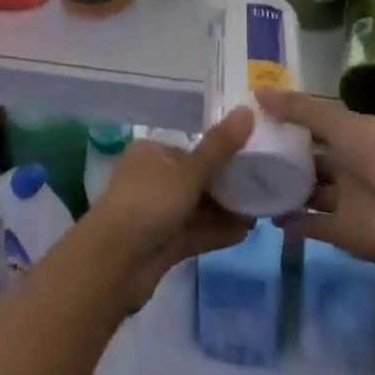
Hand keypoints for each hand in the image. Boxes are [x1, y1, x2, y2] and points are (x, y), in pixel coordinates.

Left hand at [85, 107, 255, 308]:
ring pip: (195, 208)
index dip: (220, 155)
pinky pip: (193, 232)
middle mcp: (151, 180)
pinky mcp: (161, 245)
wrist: (113, 264)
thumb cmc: (149, 203)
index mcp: (151, 153)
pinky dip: (216, 231)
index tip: (251, 161)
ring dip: (224, 211)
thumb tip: (247, 110)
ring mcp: (155, 214)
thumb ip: (220, 146)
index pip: (190, 150)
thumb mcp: (189, 172)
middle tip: (261, 189)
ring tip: (260, 213)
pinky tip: (244, 233)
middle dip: (226, 186)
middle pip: (194, 180)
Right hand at [257, 89, 374, 273]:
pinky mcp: (342, 231)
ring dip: (286, 189)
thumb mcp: (338, 123)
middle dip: (285, 156)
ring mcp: (345, 199)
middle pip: (312, 159)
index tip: (258, 116)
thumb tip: (258, 92)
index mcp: (352, 135)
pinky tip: (267, 216)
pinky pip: (312, 224)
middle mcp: (349, 164)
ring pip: (310, 192)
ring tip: (250, 183)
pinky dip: (293, 223)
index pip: (317, 124)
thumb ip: (299, 109)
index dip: (291, 119)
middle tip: (246, 152)